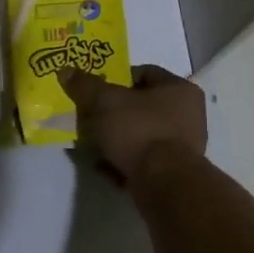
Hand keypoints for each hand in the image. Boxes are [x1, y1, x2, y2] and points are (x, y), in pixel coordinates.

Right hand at [59, 64, 206, 184]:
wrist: (164, 182)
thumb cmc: (140, 131)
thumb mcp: (105, 102)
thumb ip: (85, 85)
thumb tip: (65, 71)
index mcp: (180, 89)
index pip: (145, 73)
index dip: (116, 79)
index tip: (95, 91)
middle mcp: (188, 114)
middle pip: (141, 107)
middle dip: (112, 113)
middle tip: (90, 119)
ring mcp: (183, 145)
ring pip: (140, 135)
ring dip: (115, 139)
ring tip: (92, 146)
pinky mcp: (173, 171)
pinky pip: (143, 159)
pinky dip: (124, 161)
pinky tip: (104, 167)